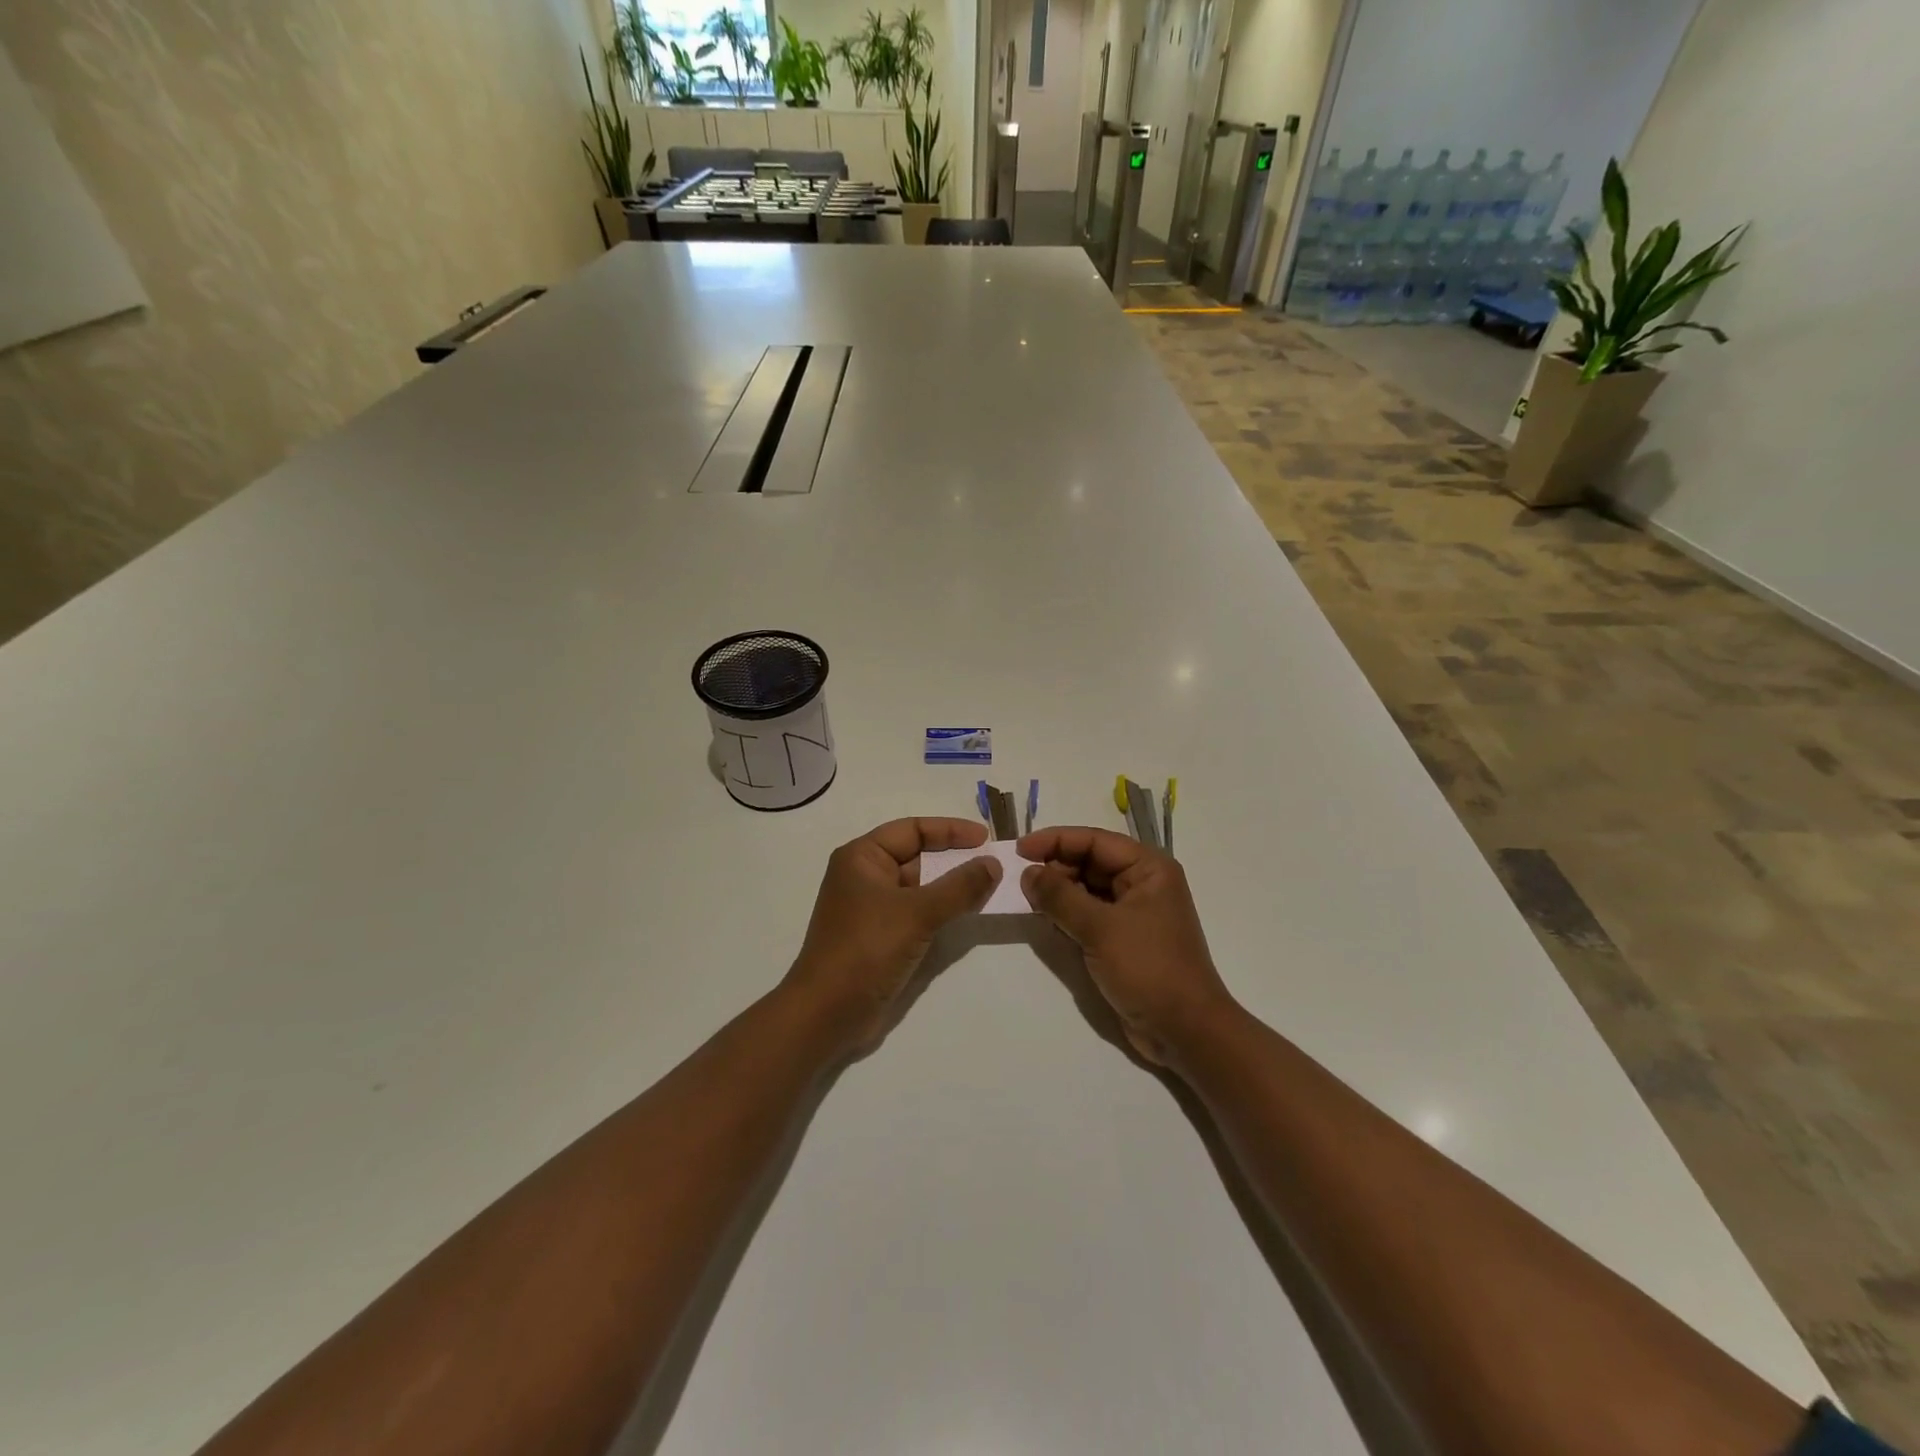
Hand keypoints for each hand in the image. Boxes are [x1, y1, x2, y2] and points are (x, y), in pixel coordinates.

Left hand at [786, 818, 1001, 1055]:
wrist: (828, 1013)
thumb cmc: (867, 949)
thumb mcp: (918, 913)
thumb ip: (959, 886)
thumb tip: (993, 863)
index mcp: (862, 857)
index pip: (912, 829)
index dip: (951, 830)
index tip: (986, 839)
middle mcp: (865, 876)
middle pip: (917, 856)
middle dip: (955, 859)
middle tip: (995, 864)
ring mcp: (872, 909)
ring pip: (920, 887)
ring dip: (952, 887)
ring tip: (990, 887)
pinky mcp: (881, 937)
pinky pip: (918, 913)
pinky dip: (942, 910)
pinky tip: (968, 914)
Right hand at [1018, 827, 1237, 1067]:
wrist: (1184, 1031)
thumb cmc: (1148, 968)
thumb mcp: (1100, 928)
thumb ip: (1060, 896)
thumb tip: (1027, 873)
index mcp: (1148, 868)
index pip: (1094, 840)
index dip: (1054, 840)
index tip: (1017, 850)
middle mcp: (1143, 882)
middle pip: (1089, 861)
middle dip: (1054, 867)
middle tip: (1018, 880)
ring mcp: (1133, 911)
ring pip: (1086, 888)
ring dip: (1058, 892)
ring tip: (1027, 899)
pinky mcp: (1123, 938)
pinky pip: (1089, 914)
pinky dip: (1067, 914)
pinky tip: (1046, 920)